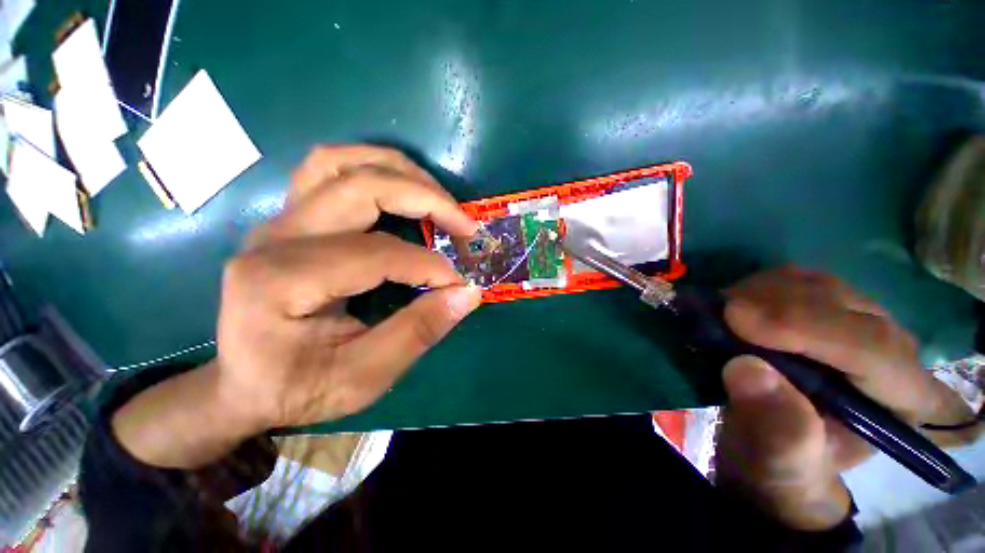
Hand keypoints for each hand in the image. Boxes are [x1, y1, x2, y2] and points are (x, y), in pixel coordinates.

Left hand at [217, 145, 481, 431]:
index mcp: (282, 282)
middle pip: (360, 187)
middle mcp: (275, 237)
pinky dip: (375, 170)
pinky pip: (331, 169)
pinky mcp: (290, 218)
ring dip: (401, 173)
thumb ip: (418, 332)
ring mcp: (279, 220)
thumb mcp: (363, 378)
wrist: (244, 385)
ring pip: (342, 162)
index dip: (429, 265)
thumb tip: (468, 294)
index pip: (376, 253)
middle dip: (426, 200)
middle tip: (464, 225)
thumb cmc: (298, 388)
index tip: (461, 284)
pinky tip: (402, 191)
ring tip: (440, 199)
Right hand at [716, 267, 977, 530]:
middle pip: (846, 306)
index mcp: (901, 402)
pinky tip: (734, 306)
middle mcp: (891, 352)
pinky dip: (756, 287)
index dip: (808, 328)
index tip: (737, 321)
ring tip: (722, 314)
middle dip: (776, 306)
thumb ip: (777, 430)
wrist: (770, 442)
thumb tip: (746, 368)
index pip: (875, 349)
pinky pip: (793, 279)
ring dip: (762, 292)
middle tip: (719, 314)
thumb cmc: (782, 460)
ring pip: (818, 285)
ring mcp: (857, 322)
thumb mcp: (779, 462)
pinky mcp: (822, 307)